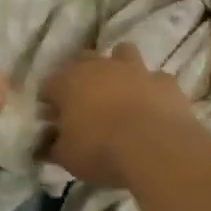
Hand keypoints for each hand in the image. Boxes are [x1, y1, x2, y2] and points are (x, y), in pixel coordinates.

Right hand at [39, 44, 199, 188]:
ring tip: (120, 91)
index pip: (50, 84)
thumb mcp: (67, 157)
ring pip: (123, 53)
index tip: (53, 118)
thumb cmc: (101, 150)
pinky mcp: (165, 81)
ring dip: (119, 67)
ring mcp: (135, 69)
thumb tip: (46, 144)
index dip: (50, 101)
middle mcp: (101, 66)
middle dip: (82, 75)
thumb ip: (54, 147)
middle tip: (84, 101)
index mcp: (69, 82)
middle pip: (84, 59)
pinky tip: (152, 105)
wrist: (154, 147)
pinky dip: (152, 88)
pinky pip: (156, 79)